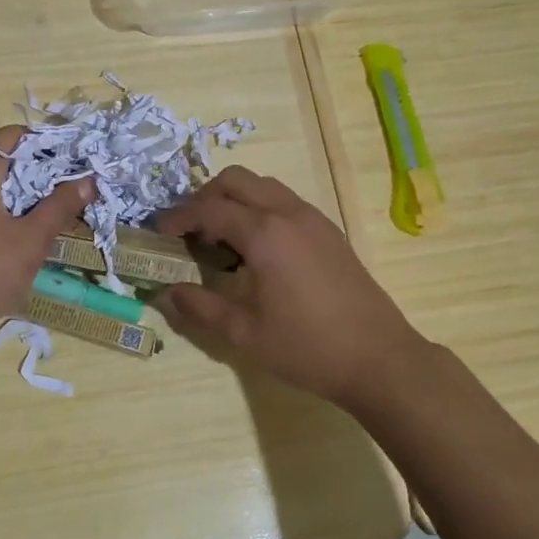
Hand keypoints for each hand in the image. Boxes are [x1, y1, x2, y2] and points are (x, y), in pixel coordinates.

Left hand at [0, 126, 92, 364]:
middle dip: (43, 172)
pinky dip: (10, 214)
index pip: (16, 135)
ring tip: (63, 209)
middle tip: (78, 186)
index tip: (78, 160)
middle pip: (7, 161)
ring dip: (28, 196)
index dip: (48, 143)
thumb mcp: (32, 238)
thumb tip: (89, 179)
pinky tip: (33, 234)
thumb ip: (60, 206)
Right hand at [153, 167, 429, 411]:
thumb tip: (167, 292)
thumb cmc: (308, 348)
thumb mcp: (245, 333)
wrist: (380, 358)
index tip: (159, 232)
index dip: (178, 217)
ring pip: (263, 185)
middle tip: (188, 230)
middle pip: (235, 180)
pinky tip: (256, 248)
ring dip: (234, 199)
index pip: (209, 208)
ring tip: (220, 237)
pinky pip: (284, 201)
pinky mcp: (328, 230)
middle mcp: (287, 213)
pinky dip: (259, 208)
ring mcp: (312, 218)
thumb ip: (201, 307)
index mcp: (264, 233)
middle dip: (205, 197)